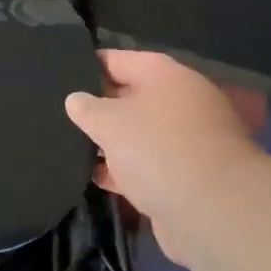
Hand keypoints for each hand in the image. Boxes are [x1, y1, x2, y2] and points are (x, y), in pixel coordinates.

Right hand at [65, 50, 262, 255]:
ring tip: (68, 145)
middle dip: (99, 106)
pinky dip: (123, 171)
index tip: (60, 72)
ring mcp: (186, 143)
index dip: (89, 64)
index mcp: (166, 76)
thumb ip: (87, 108)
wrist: (212, 211)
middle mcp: (180, 103)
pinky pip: (146, 167)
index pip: (120, 60)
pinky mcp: (185, 179)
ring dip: (110, 142)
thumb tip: (76, 100)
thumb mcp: (109, 121)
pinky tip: (93, 177)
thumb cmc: (158, 148)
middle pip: (131, 97)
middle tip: (59, 111)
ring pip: (139, 135)